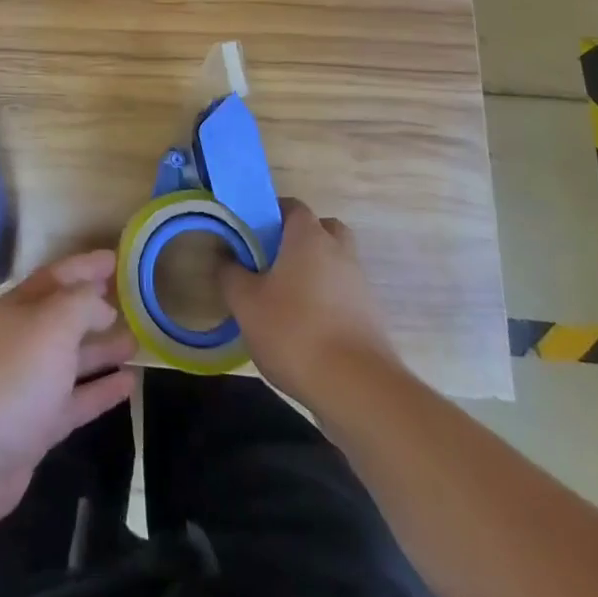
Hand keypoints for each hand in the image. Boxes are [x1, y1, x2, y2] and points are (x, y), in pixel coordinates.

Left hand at [0, 251, 136, 534]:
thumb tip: (101, 303)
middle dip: (95, 308)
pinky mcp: (35, 427)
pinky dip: (100, 391)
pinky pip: (75, 401)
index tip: (116, 259)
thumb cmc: (12, 374)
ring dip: (102, 350)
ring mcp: (28, 385)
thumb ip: (81, 305)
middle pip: (63, 317)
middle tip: (133, 302)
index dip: (86, 266)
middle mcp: (22, 340)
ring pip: (71, 360)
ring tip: (137, 342)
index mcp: (19, 307)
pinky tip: (129, 385)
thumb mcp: (52, 323)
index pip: (57, 276)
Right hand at [222, 198, 399, 405]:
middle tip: (273, 260)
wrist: (358, 390)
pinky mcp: (372, 318)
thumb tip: (225, 257)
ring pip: (335, 263)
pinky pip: (345, 295)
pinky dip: (328, 302)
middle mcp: (340, 252)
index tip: (251, 233)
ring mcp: (361, 285)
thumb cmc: (295, 332)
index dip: (271, 213)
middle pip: (322, 230)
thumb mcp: (246, 303)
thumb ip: (230, 274)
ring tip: (286, 299)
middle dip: (300, 239)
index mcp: (309, 237)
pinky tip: (307, 329)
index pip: (292, 206)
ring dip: (315, 273)